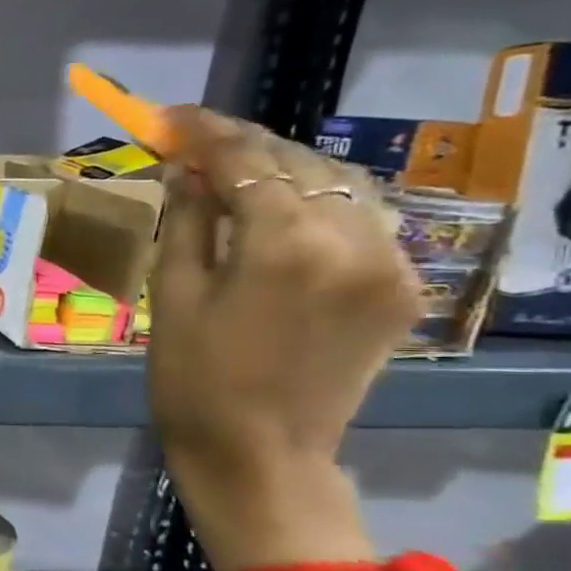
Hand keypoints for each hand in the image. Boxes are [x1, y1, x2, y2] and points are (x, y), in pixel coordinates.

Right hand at [149, 108, 420, 570]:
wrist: (261, 453)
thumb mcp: (171, 296)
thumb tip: (188, 169)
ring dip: (287, 166)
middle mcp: (352, 240)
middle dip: (244, 144)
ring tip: (236, 167)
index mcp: (284, 244)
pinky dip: (322, 198)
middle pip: (299, 163)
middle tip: (194, 138)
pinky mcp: (401, 286)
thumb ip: (187, 221)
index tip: (169, 117)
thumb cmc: (193, 379)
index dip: (205, 131)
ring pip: (341, 183)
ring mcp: (388, 262)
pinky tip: (286, 204)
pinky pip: (364, 218)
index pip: (247, 159)